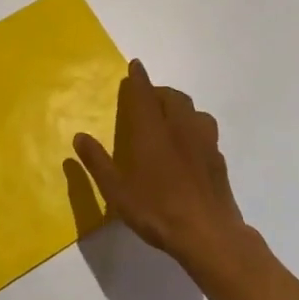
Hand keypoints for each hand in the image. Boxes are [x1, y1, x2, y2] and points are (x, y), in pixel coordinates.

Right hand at [73, 60, 251, 278]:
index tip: (135, 65)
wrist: (208, 234)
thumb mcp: (116, 190)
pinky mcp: (218, 159)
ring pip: (194, 110)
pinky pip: (206, 130)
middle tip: (147, 98)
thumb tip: (79, 137)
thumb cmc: (156, 209)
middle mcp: (179, 128)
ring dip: (180, 107)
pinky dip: (195, 127)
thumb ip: (97, 162)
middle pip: (172, 97)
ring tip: (171, 117)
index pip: (144, 93)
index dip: (139, 78)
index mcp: (151, 130)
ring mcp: (203, 142)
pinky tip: (191, 145)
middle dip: (159, 91)